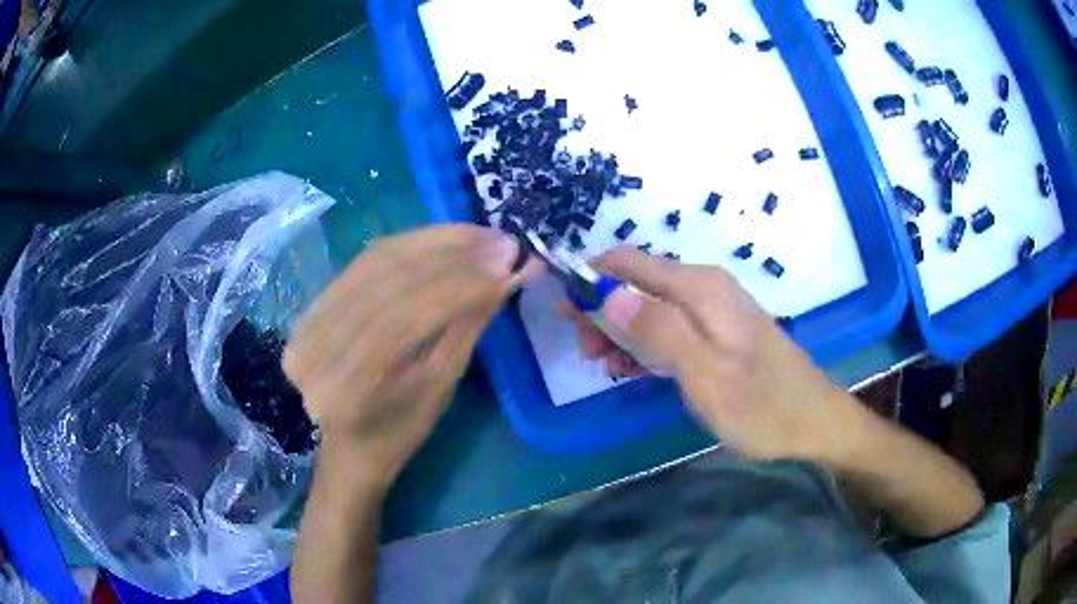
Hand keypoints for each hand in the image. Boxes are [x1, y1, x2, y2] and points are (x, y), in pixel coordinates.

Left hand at [284, 225, 540, 484]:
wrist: (344, 445)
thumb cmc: (396, 434)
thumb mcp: (437, 393)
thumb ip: (466, 330)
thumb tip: (507, 278)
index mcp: (349, 386)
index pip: (411, 316)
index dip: (465, 285)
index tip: (512, 267)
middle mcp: (320, 343)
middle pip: (392, 280)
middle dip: (456, 256)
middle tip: (504, 244)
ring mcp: (310, 318)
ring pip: (380, 260)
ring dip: (437, 242)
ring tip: (482, 236)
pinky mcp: (315, 302)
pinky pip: (366, 260)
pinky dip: (410, 243)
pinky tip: (445, 238)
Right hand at [566, 248, 868, 465]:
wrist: (813, 422)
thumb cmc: (762, 405)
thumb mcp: (705, 375)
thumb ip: (657, 331)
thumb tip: (606, 293)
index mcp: (700, 288)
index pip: (628, 262)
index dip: (590, 279)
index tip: (564, 313)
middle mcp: (704, 288)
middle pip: (637, 284)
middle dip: (603, 312)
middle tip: (588, 355)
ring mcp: (713, 311)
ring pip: (650, 308)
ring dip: (622, 333)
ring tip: (607, 368)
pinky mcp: (717, 332)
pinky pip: (670, 328)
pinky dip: (646, 345)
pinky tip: (634, 370)